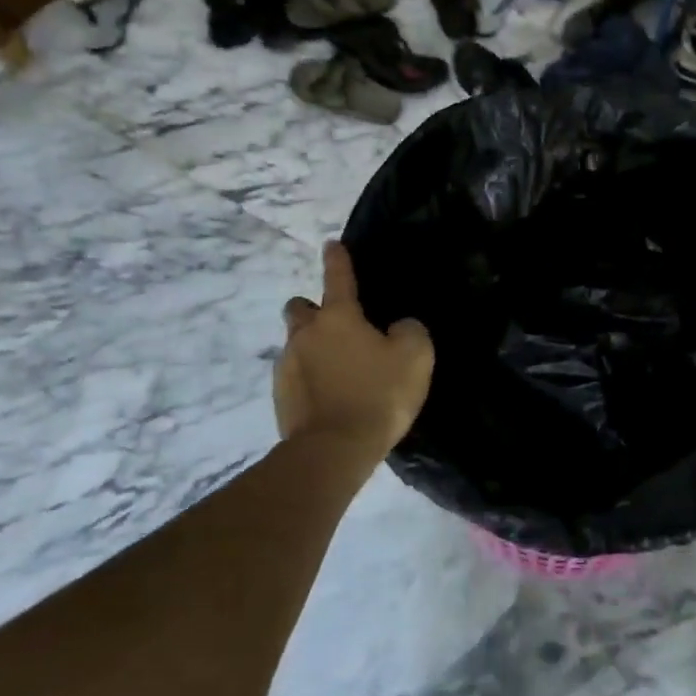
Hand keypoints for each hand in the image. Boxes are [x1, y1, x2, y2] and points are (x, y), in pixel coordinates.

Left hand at [274, 240, 433, 460]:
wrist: (333, 450)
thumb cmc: (377, 395)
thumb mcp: (415, 357)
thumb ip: (409, 331)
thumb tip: (397, 327)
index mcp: (339, 317)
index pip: (337, 277)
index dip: (337, 259)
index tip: (331, 245)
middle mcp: (306, 333)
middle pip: (299, 308)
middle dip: (312, 310)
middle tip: (337, 327)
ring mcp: (287, 365)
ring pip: (296, 344)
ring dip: (313, 349)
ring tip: (339, 372)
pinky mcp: (280, 396)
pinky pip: (295, 376)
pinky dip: (309, 380)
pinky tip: (329, 398)